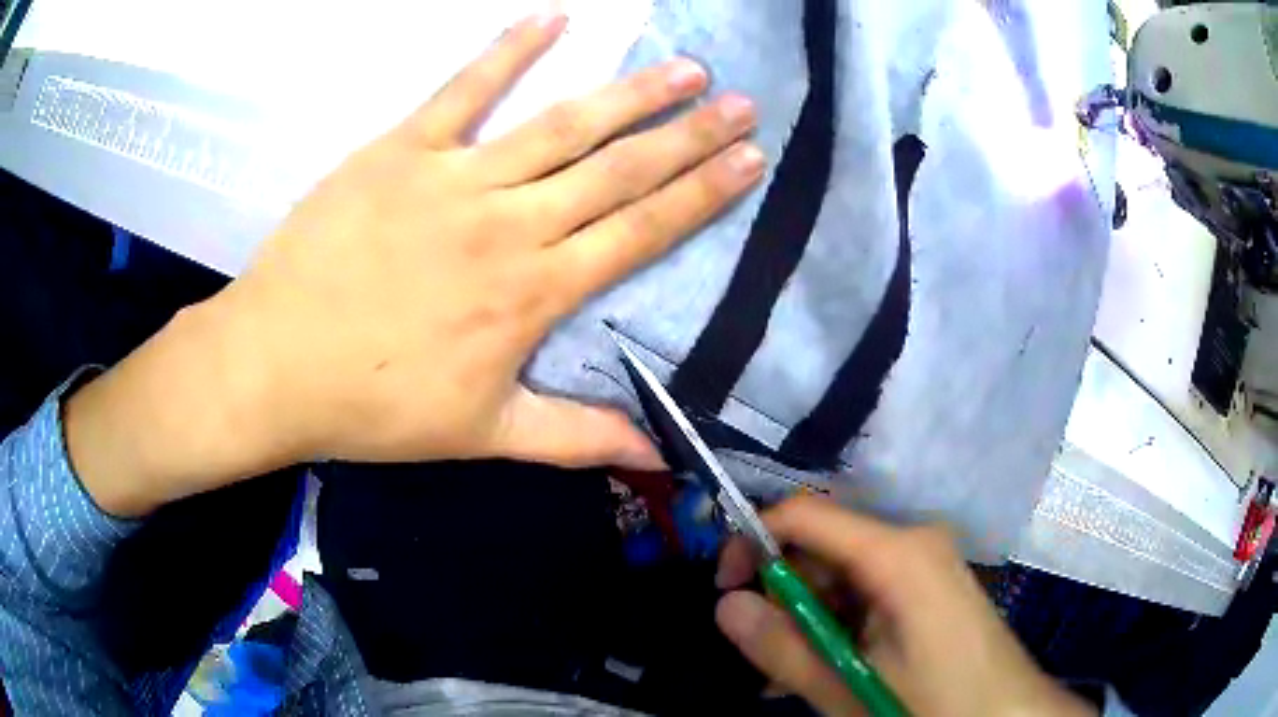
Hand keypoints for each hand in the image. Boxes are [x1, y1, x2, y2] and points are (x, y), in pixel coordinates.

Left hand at [66, 11, 764, 516]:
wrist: (275, 366)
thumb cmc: (374, 406)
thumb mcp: (482, 434)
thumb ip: (575, 438)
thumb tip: (655, 455)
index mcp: (534, 293)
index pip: (641, 231)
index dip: (703, 194)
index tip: (751, 159)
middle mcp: (510, 224)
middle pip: (619, 169)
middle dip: (689, 134)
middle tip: (744, 101)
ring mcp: (455, 178)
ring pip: (561, 125)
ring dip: (630, 92)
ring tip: (685, 68)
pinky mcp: (401, 150)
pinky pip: (463, 90)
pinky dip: (509, 50)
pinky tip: (553, 19)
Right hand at [714, 497, 1094, 716]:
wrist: (1009, 715)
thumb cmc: (933, 703)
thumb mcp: (848, 685)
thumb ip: (783, 648)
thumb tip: (723, 607)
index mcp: (898, 552)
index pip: (805, 515)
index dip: (754, 541)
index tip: (724, 588)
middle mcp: (914, 542)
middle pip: (826, 547)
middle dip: (785, 595)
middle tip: (761, 652)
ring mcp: (927, 565)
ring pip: (845, 576)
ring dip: (810, 619)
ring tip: (789, 674)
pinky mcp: (932, 588)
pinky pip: (871, 592)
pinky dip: (840, 624)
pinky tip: (827, 668)